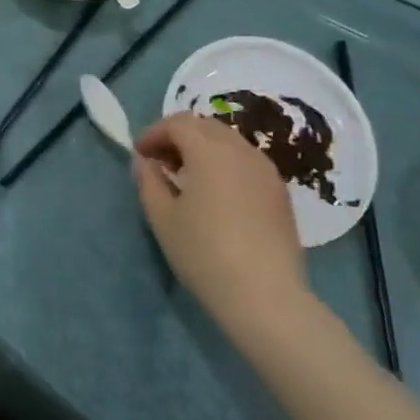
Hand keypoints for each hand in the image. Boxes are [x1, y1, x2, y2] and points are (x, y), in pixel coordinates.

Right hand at [132, 114, 309, 340]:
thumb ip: (148, 181)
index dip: (153, 133)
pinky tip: (218, 193)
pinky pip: (246, 160)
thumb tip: (144, 161)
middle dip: (178, 136)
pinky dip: (225, 162)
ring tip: (188, 178)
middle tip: (161, 163)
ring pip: (228, 140)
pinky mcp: (279, 190)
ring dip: (203, 148)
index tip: (140, 155)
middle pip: (204, 125)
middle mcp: (240, 149)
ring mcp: (265, 168)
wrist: (266, 296)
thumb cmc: (205, 254)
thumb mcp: (163, 219)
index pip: (176, 123)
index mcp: (208, 149)